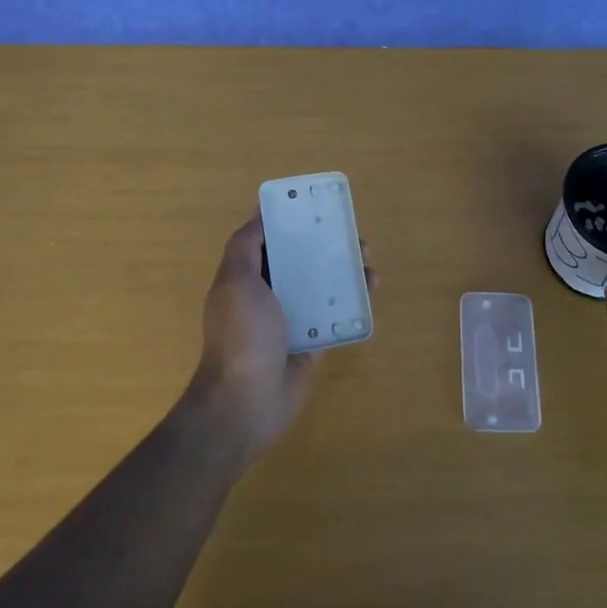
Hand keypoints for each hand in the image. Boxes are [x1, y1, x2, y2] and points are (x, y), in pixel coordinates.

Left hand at [183, 213, 374, 465]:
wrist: (247, 401)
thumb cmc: (241, 334)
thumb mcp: (235, 280)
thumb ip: (245, 246)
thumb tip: (260, 214)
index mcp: (245, 277)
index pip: (267, 241)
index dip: (288, 222)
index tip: (315, 206)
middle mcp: (267, 296)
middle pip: (298, 262)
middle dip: (323, 245)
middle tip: (351, 233)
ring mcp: (291, 321)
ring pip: (320, 286)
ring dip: (342, 270)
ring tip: (367, 259)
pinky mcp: (312, 343)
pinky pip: (335, 315)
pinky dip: (352, 301)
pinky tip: (371, 288)